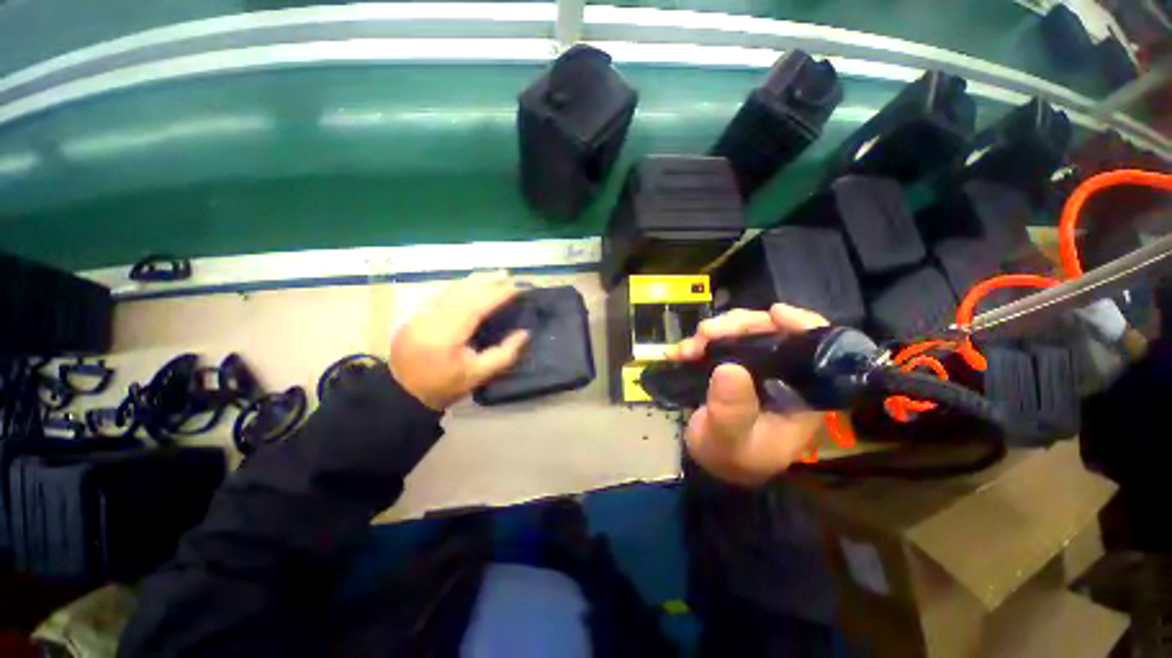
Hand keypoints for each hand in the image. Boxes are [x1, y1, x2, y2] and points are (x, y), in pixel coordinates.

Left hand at [390, 275, 528, 409]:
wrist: (402, 394)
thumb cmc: (445, 387)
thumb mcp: (479, 375)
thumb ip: (505, 354)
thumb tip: (524, 332)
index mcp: (446, 336)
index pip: (476, 306)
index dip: (498, 294)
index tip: (518, 287)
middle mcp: (430, 319)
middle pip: (462, 292)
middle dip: (488, 282)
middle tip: (510, 276)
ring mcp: (419, 315)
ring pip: (450, 289)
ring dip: (475, 281)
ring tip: (496, 276)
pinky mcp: (416, 314)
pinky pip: (442, 294)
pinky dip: (461, 287)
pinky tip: (474, 285)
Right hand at [671, 303, 828, 485]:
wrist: (709, 461)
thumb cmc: (729, 457)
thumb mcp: (729, 441)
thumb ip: (732, 412)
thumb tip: (730, 369)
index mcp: (801, 394)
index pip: (816, 351)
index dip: (801, 325)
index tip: (773, 313)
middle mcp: (784, 375)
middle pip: (773, 332)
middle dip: (739, 326)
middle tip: (707, 333)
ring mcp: (757, 367)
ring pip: (744, 332)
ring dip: (714, 332)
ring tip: (689, 348)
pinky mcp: (734, 364)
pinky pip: (721, 341)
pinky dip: (700, 341)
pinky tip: (681, 352)